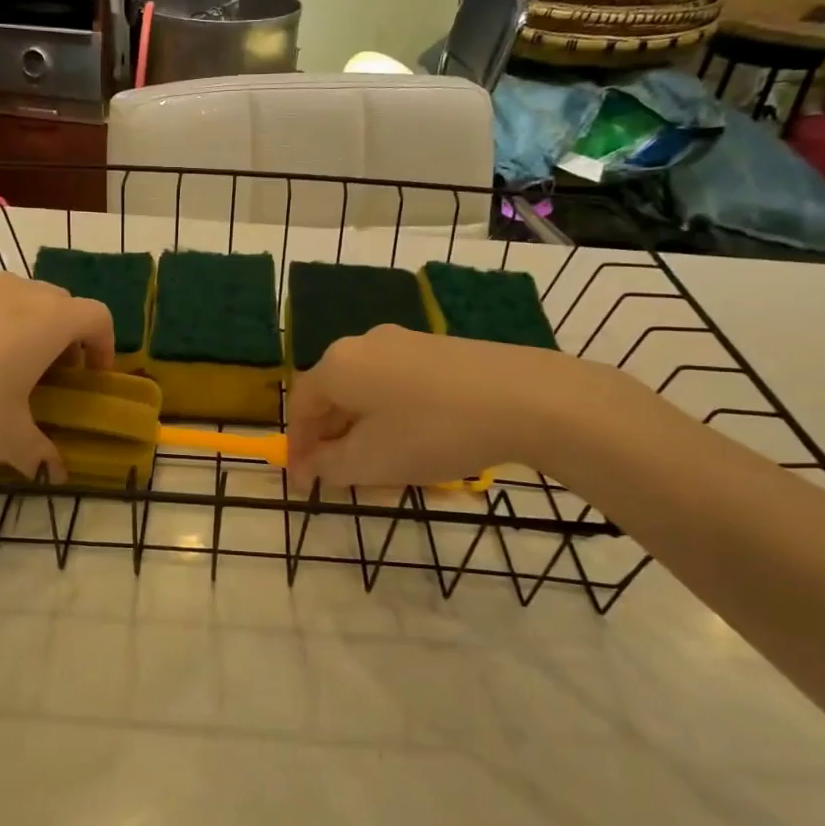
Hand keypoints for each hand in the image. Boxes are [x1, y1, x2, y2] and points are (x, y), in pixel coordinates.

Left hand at [0, 273, 113, 478]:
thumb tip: (57, 473)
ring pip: (21, 298)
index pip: (97, 317)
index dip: (104, 347)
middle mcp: (19, 292)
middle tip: (53, 375)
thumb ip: (41, 453)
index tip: (92, 378)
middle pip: (61, 304)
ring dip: (29, 326)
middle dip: (67, 337)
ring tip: (8, 367)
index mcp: (48, 320)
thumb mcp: (8, 440)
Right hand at [285, 325, 621, 489]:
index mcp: (338, 364)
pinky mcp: (439, 348)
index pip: (300, 406)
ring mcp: (404, 341)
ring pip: (366, 390)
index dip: (297, 447)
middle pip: (333, 394)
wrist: (527, 398)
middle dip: (330, 438)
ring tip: (377, 464)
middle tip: (337, 476)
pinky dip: (391, 414)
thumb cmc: (433, 432)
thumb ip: (329, 466)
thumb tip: (313, 463)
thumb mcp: (371, 462)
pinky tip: (413, 439)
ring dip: (361, 428)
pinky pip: (397, 383)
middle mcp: (364, 343)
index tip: (303, 485)